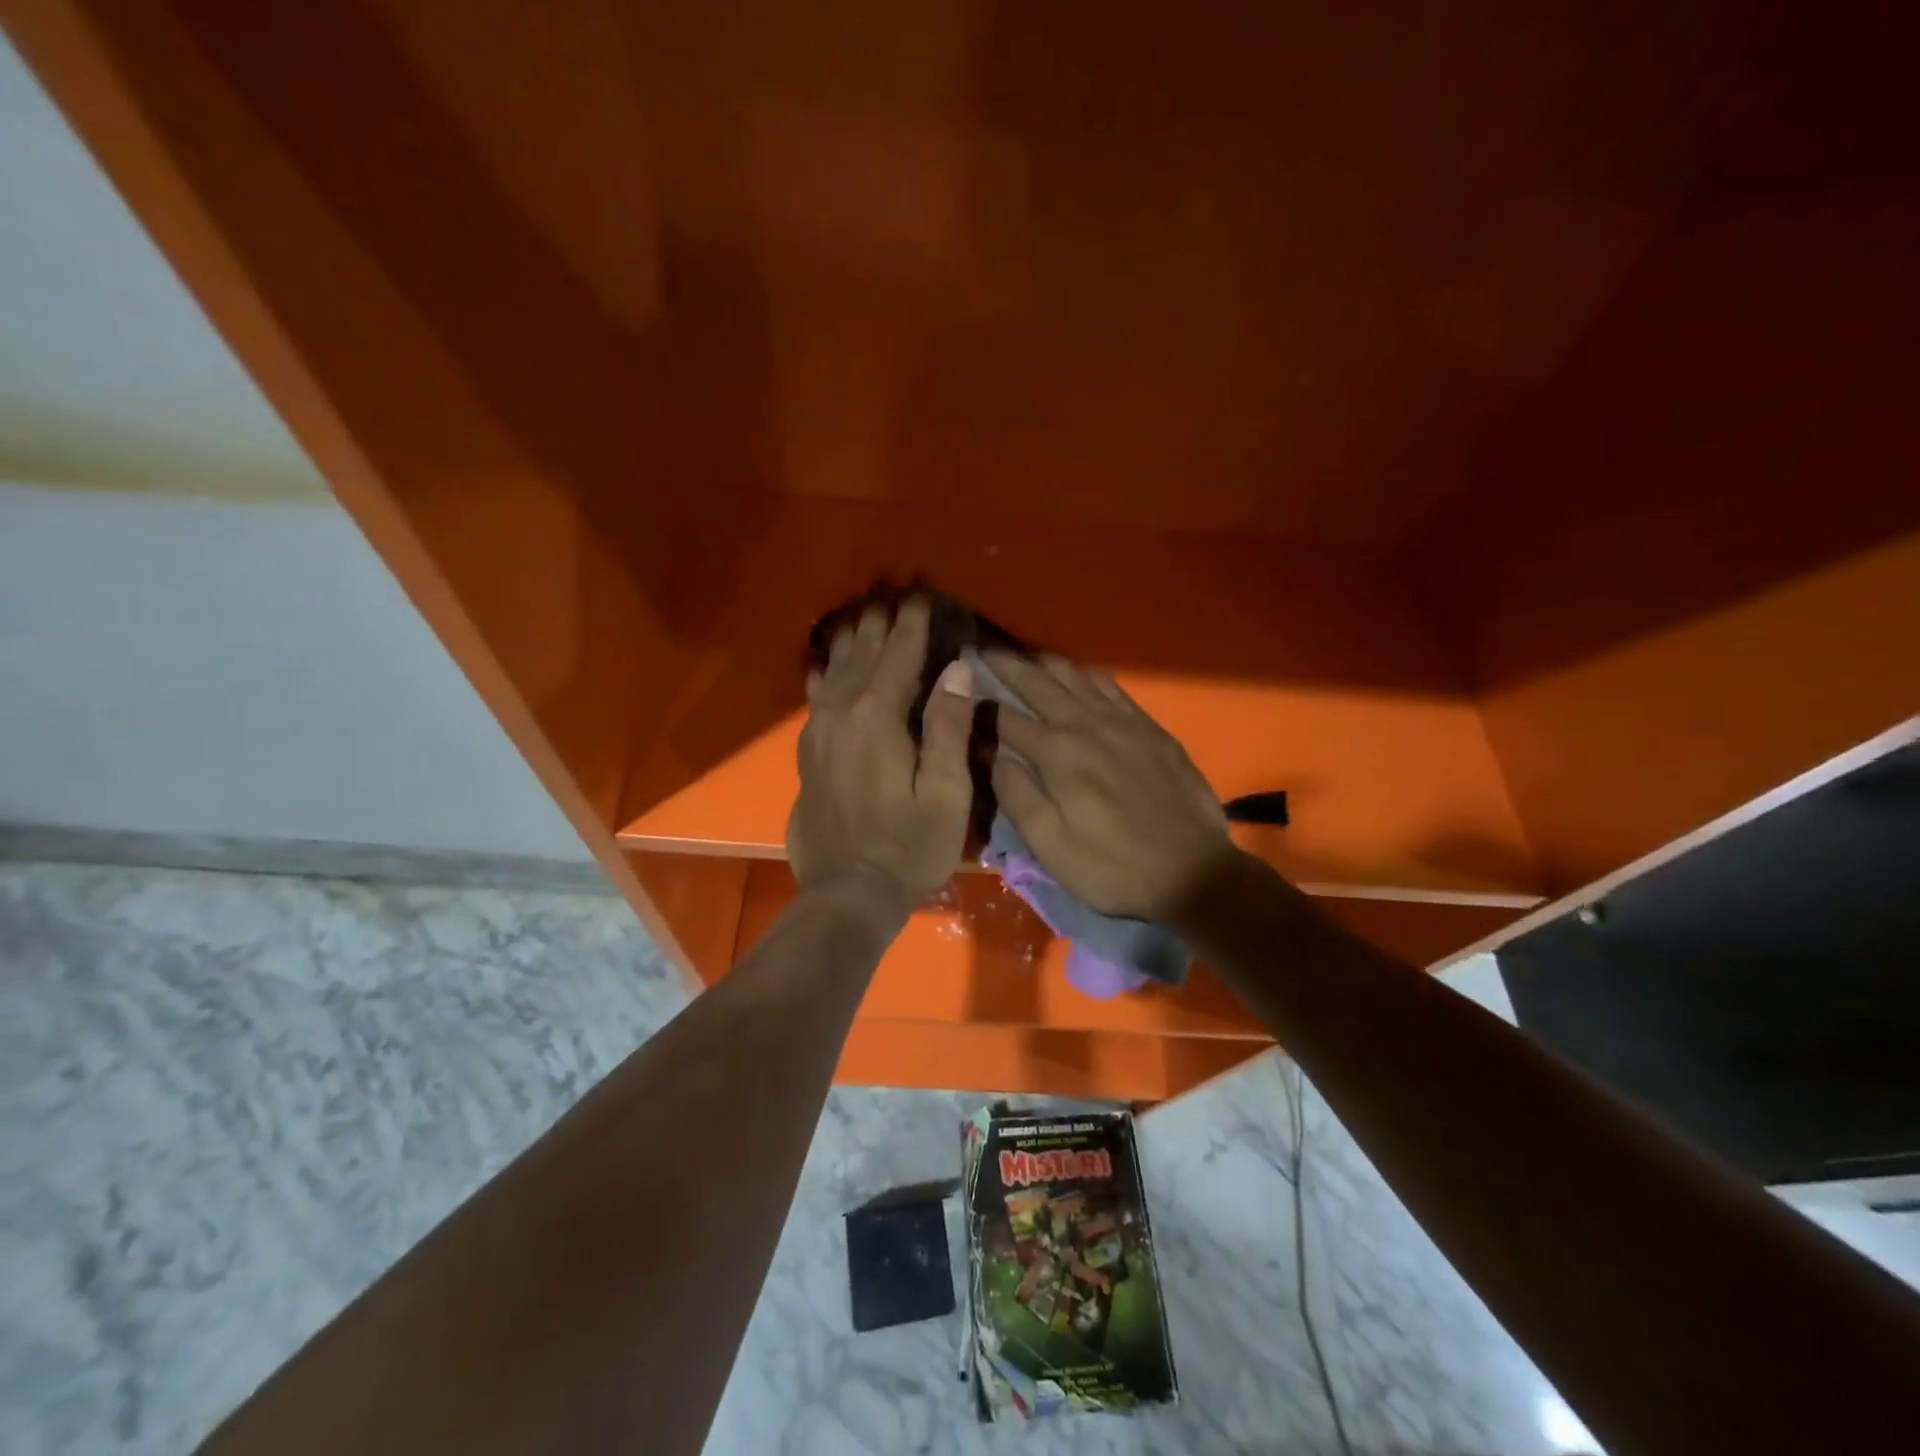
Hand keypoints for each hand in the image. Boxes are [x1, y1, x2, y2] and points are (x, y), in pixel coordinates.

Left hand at [787, 598, 975, 901]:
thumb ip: (950, 726)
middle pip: (862, 656)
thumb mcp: (946, 792)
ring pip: (834, 671)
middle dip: (880, 624)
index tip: (923, 596)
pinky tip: (821, 662)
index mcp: (878, 717)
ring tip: (862, 616)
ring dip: (850, 641)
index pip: (899, 656)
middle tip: (893, 595)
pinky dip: (823, 672)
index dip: (913, 625)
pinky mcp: (807, 753)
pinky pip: (814, 697)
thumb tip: (956, 669)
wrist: (847, 893)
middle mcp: (841, 714)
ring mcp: (818, 733)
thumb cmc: (909, 846)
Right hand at [987, 653, 1233, 919]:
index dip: (978, 708)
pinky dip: (1085, 674)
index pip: (1004, 718)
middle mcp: (1085, 724)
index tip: (958, 698)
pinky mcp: (1149, 726)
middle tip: (982, 650)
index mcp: (1056, 754)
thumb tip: (989, 752)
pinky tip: (1077, 674)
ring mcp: (1121, 720)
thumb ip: (1016, 794)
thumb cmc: (1112, 867)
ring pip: (1074, 675)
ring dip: (1043, 662)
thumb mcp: (1051, 846)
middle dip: (1005, 665)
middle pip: (1037, 682)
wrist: (1193, 871)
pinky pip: (1110, 686)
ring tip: (1023, 655)